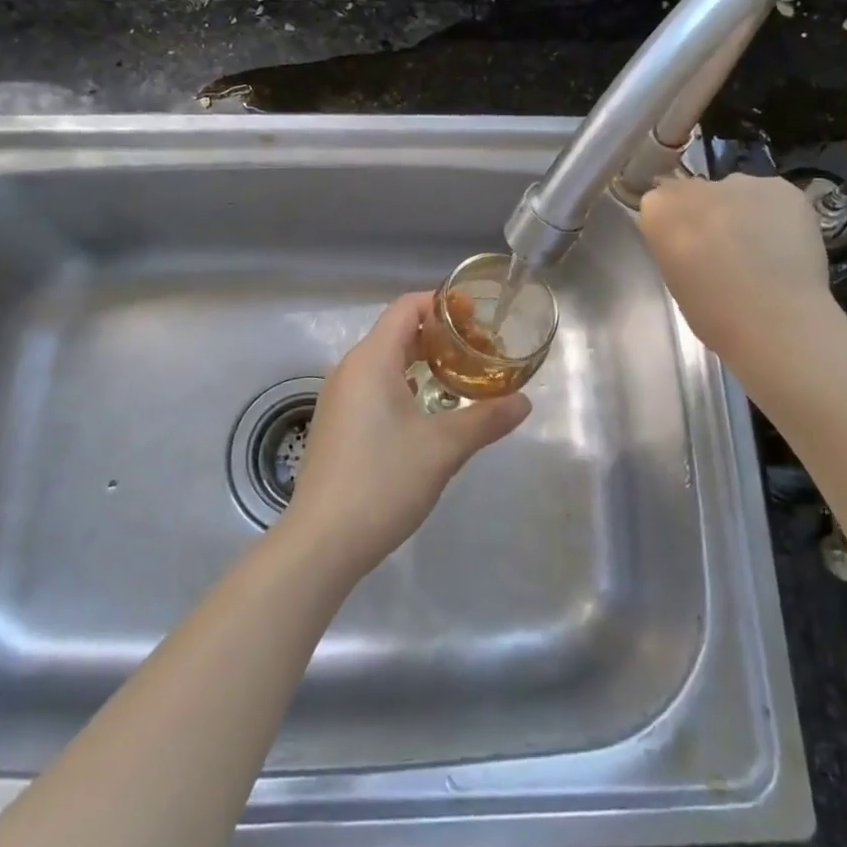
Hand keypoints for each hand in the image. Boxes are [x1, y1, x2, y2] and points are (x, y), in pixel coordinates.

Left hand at [284, 293, 530, 578]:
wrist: (322, 541)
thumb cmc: (383, 481)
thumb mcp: (443, 448)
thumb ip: (486, 419)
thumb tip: (524, 402)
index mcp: (371, 360)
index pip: (407, 307)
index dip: (443, 304)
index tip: (478, 319)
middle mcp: (349, 369)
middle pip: (397, 332)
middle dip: (439, 336)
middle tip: (479, 353)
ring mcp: (338, 398)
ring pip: (384, 362)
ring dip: (421, 363)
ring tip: (459, 381)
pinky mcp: (335, 425)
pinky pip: (373, 387)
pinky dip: (403, 386)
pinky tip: (426, 414)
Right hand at [638, 174, 833, 353]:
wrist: (776, 319)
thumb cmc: (714, 314)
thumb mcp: (674, 278)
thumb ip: (675, 245)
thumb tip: (692, 239)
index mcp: (659, 210)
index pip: (659, 204)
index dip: (675, 225)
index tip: (686, 248)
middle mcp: (696, 187)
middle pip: (695, 192)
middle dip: (706, 212)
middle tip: (724, 247)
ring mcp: (740, 183)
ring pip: (735, 191)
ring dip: (740, 211)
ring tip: (760, 247)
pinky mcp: (781, 187)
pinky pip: (771, 196)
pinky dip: (775, 214)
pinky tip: (785, 243)